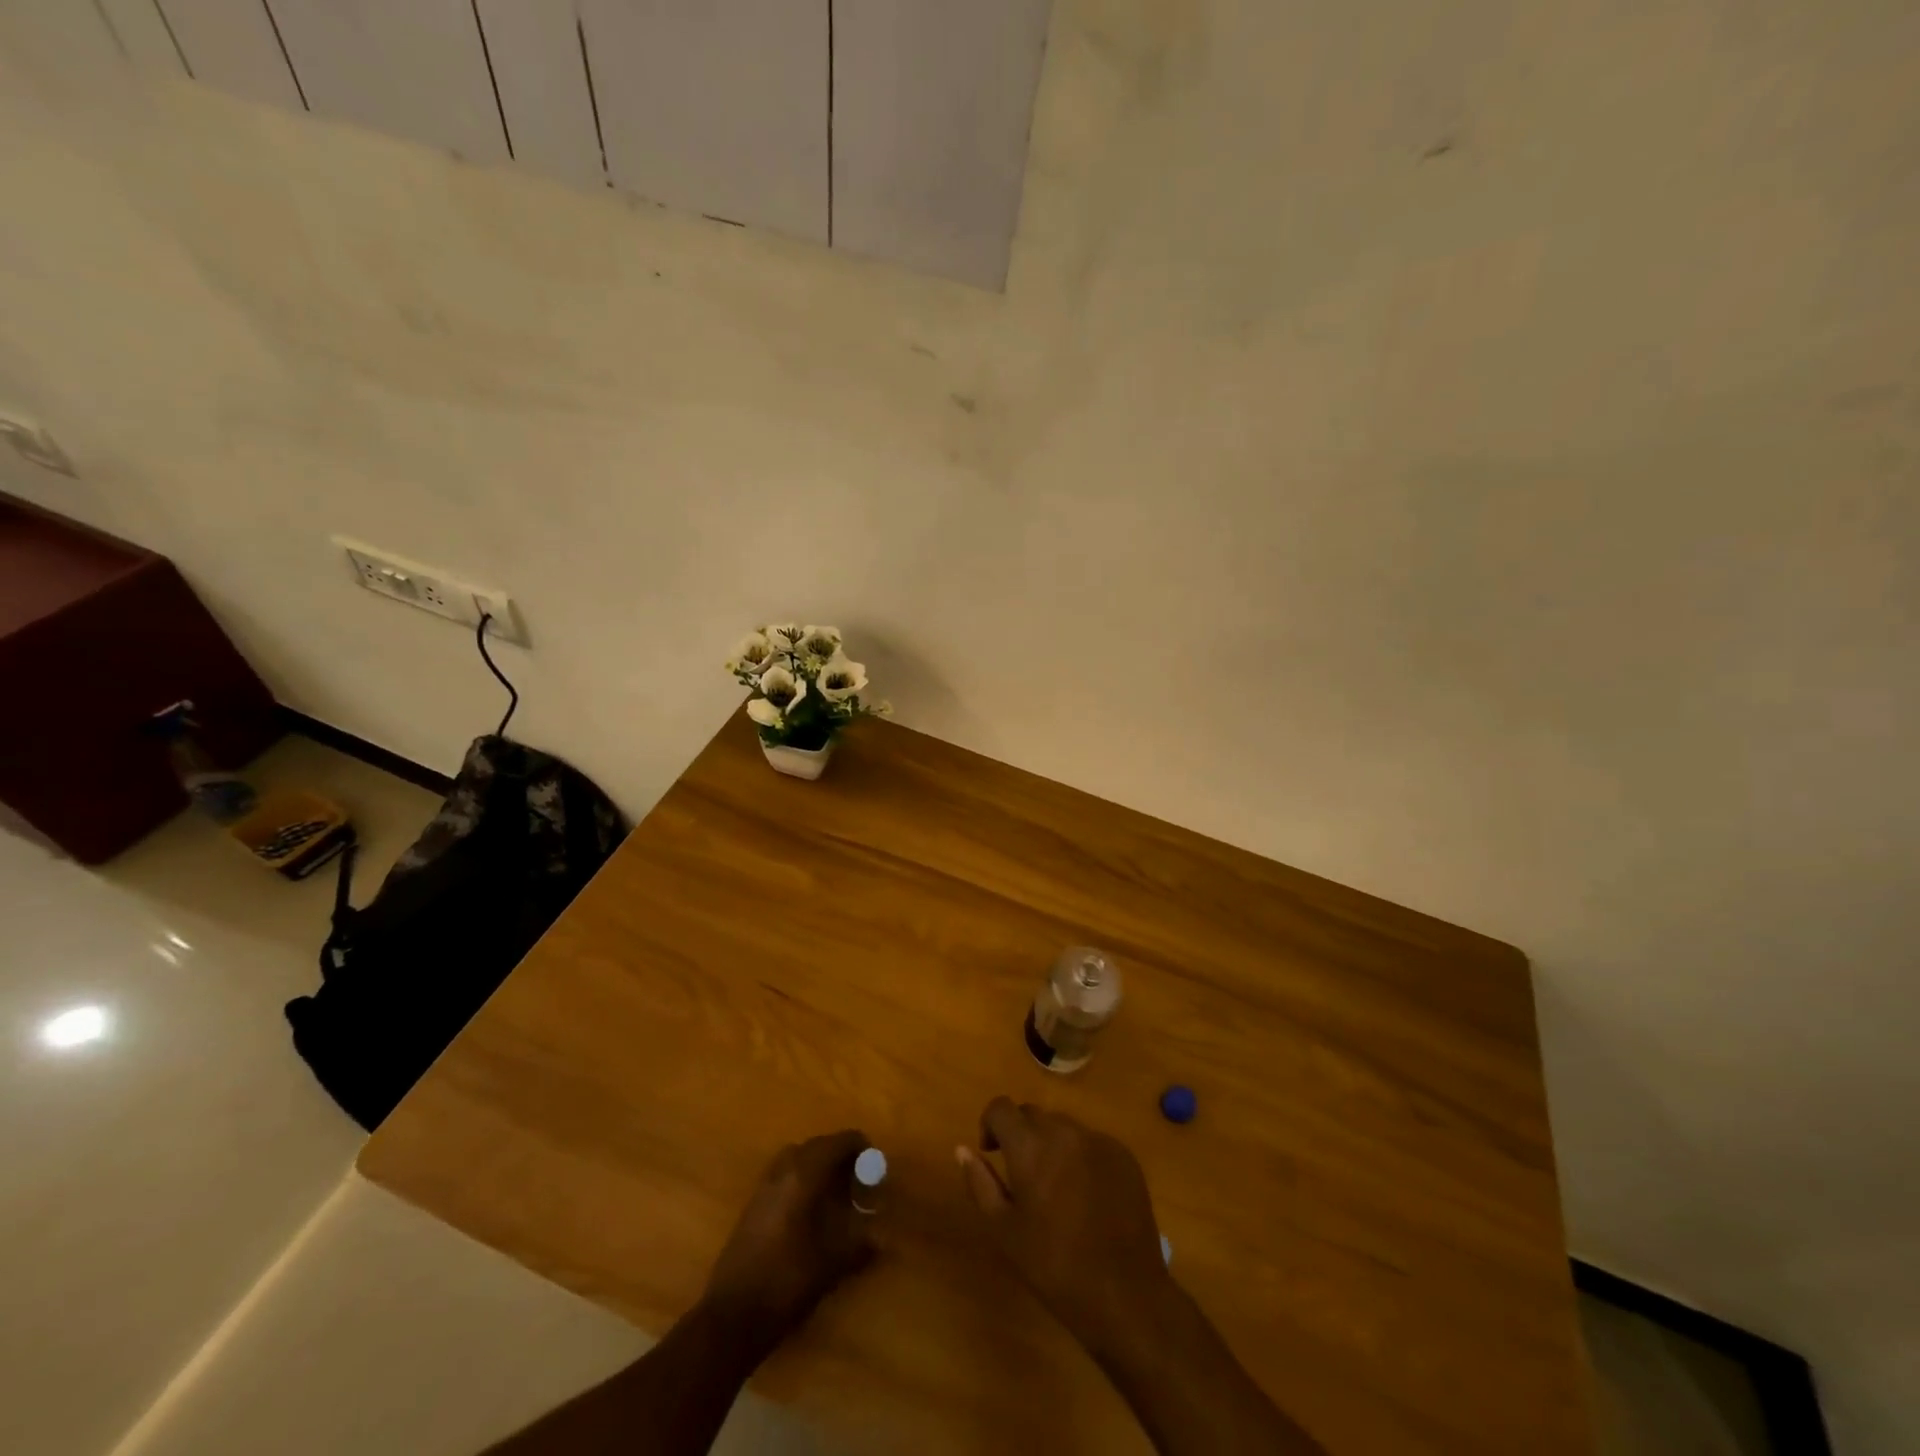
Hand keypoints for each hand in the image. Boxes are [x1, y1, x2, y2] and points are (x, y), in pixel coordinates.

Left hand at [702, 1129, 877, 1352]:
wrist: (732, 1316)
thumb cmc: (787, 1282)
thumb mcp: (832, 1263)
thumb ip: (861, 1243)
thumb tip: (883, 1236)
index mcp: (804, 1174)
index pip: (838, 1142)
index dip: (860, 1147)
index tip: (876, 1165)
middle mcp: (782, 1170)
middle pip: (817, 1145)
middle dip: (840, 1155)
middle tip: (859, 1178)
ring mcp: (763, 1186)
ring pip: (796, 1157)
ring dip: (818, 1164)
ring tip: (835, 1191)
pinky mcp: (752, 1205)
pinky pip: (783, 1175)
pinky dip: (800, 1178)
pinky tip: (809, 1210)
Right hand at [956, 1098, 1174, 1353]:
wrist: (1125, 1295)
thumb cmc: (1054, 1266)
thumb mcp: (1004, 1231)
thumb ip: (980, 1183)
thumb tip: (963, 1149)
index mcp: (1030, 1146)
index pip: (1001, 1107)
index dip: (990, 1124)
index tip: (992, 1153)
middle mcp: (1064, 1131)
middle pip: (1032, 1114)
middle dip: (1020, 1134)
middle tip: (1023, 1175)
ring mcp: (1098, 1140)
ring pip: (1063, 1126)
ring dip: (1051, 1144)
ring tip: (1056, 1187)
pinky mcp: (1124, 1155)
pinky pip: (1091, 1142)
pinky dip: (1081, 1156)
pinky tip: (1087, 1196)